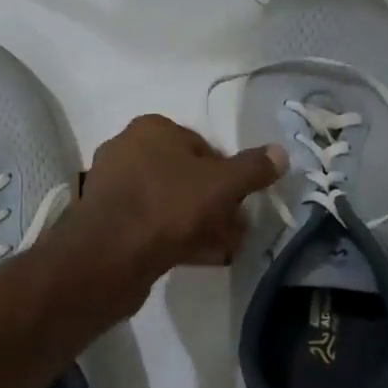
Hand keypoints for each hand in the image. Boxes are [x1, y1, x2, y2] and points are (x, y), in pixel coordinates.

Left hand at [68, 116, 286, 289]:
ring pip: (171, 203)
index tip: (243, 202)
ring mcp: (115, 188)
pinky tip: (202, 257)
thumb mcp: (221, 184)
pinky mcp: (109, 222)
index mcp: (151, 129)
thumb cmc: (167, 206)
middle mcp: (128, 151)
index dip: (228, 175)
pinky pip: (153, 224)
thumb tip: (280, 152)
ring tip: (227, 248)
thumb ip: (252, 168)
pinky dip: (179, 237)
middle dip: (217, 203)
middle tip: (239, 230)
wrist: (107, 256)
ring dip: (202, 223)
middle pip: (186, 176)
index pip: (202, 146)